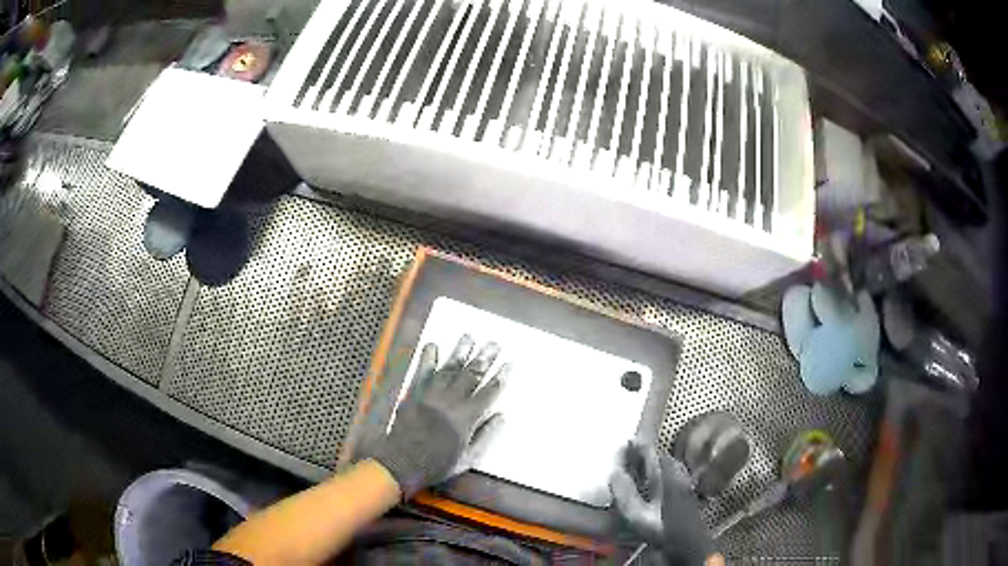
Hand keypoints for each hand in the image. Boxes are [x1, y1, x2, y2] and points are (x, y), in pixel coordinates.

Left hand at [360, 335, 506, 498]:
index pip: (488, 393)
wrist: (402, 463)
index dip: (499, 378)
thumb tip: (501, 416)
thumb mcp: (468, 458)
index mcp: (467, 418)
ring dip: (460, 352)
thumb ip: (485, 435)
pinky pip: (422, 373)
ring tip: (469, 338)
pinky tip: (433, 346)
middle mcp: (451, 401)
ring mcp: (431, 395)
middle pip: (471, 376)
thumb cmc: (437, 464)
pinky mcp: (413, 394)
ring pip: (449, 369)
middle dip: (484, 359)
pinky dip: (427, 359)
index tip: (507, 364)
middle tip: (493, 344)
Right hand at [610, 441, 714, 565]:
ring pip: (664, 465)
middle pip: (658, 456)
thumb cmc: (663, 528)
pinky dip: (656, 472)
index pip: (649, 452)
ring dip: (650, 463)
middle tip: (626, 454)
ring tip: (635, 467)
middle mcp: (676, 473)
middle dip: (642, 454)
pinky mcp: (684, 490)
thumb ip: (625, 493)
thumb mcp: (638, 514)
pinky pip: (668, 473)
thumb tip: (615, 473)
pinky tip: (649, 482)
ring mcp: (683, 481)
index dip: (635, 447)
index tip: (624, 442)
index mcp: (665, 474)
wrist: (688, 542)